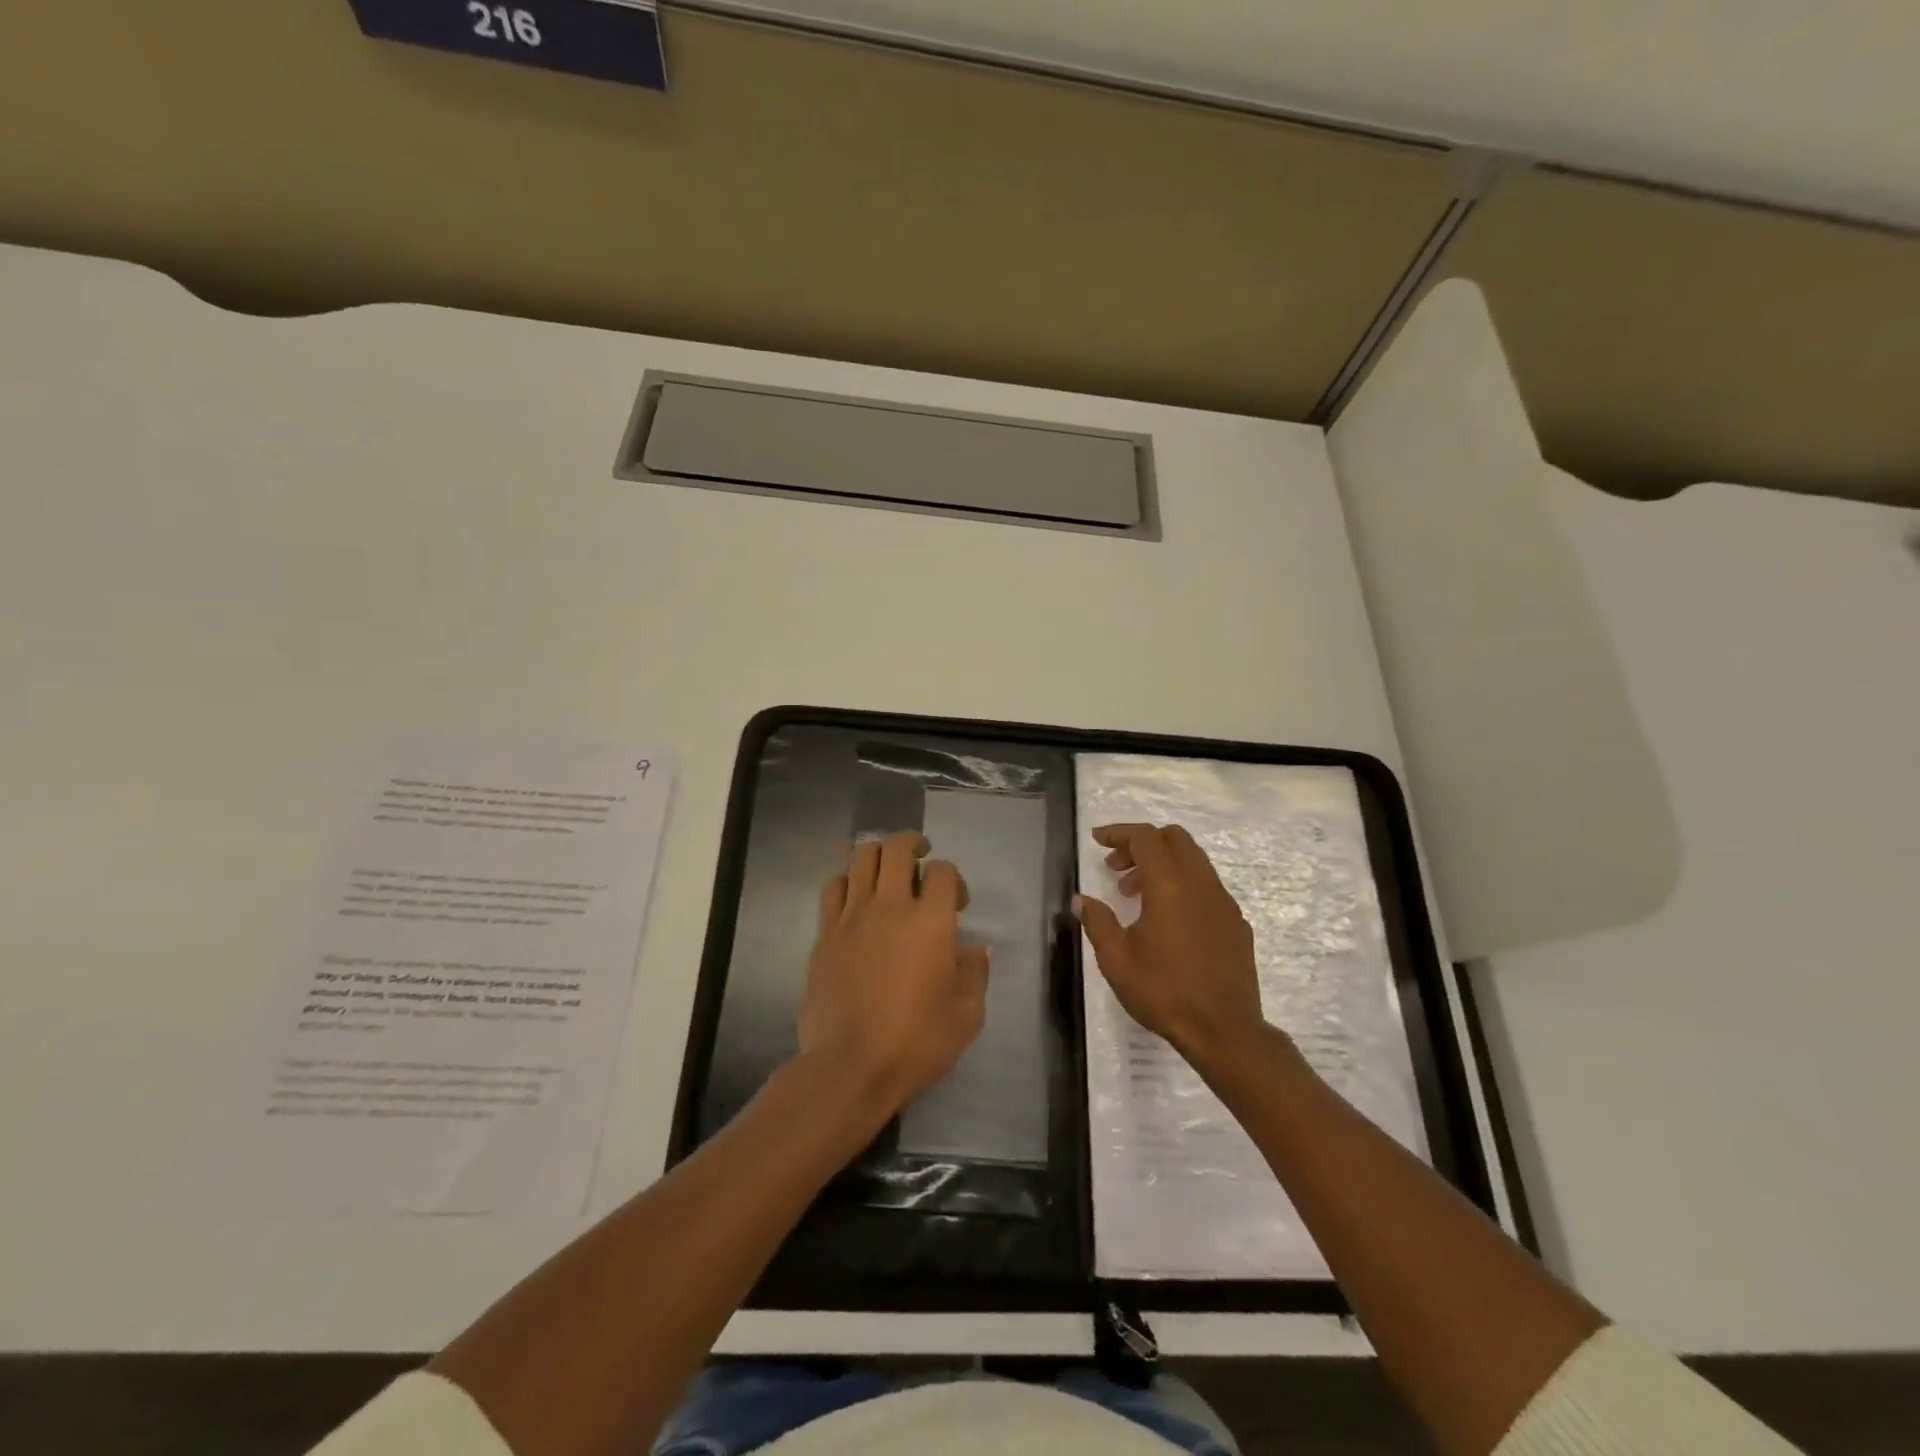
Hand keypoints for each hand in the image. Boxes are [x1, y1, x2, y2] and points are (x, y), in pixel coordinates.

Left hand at [798, 831, 989, 1112]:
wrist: (850, 1066)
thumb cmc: (915, 1043)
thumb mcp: (966, 1016)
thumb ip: (975, 974)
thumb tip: (978, 948)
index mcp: (931, 922)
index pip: (943, 872)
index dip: (953, 878)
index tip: (956, 903)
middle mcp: (890, 907)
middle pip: (898, 848)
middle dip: (914, 844)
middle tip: (921, 857)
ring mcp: (852, 917)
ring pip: (861, 858)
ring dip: (879, 854)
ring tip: (888, 867)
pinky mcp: (825, 933)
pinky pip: (833, 888)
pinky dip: (847, 881)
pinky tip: (855, 897)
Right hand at [1075, 822, 1268, 1069]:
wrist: (1225, 1031)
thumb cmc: (1164, 992)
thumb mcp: (1117, 960)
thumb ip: (1098, 922)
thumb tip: (1082, 900)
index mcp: (1170, 885)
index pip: (1146, 837)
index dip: (1119, 833)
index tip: (1097, 840)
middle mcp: (1201, 884)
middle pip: (1174, 839)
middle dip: (1142, 843)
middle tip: (1116, 867)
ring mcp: (1224, 902)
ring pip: (1193, 861)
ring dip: (1162, 864)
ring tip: (1135, 895)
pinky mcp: (1236, 923)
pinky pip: (1207, 886)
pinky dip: (1183, 885)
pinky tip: (1168, 920)